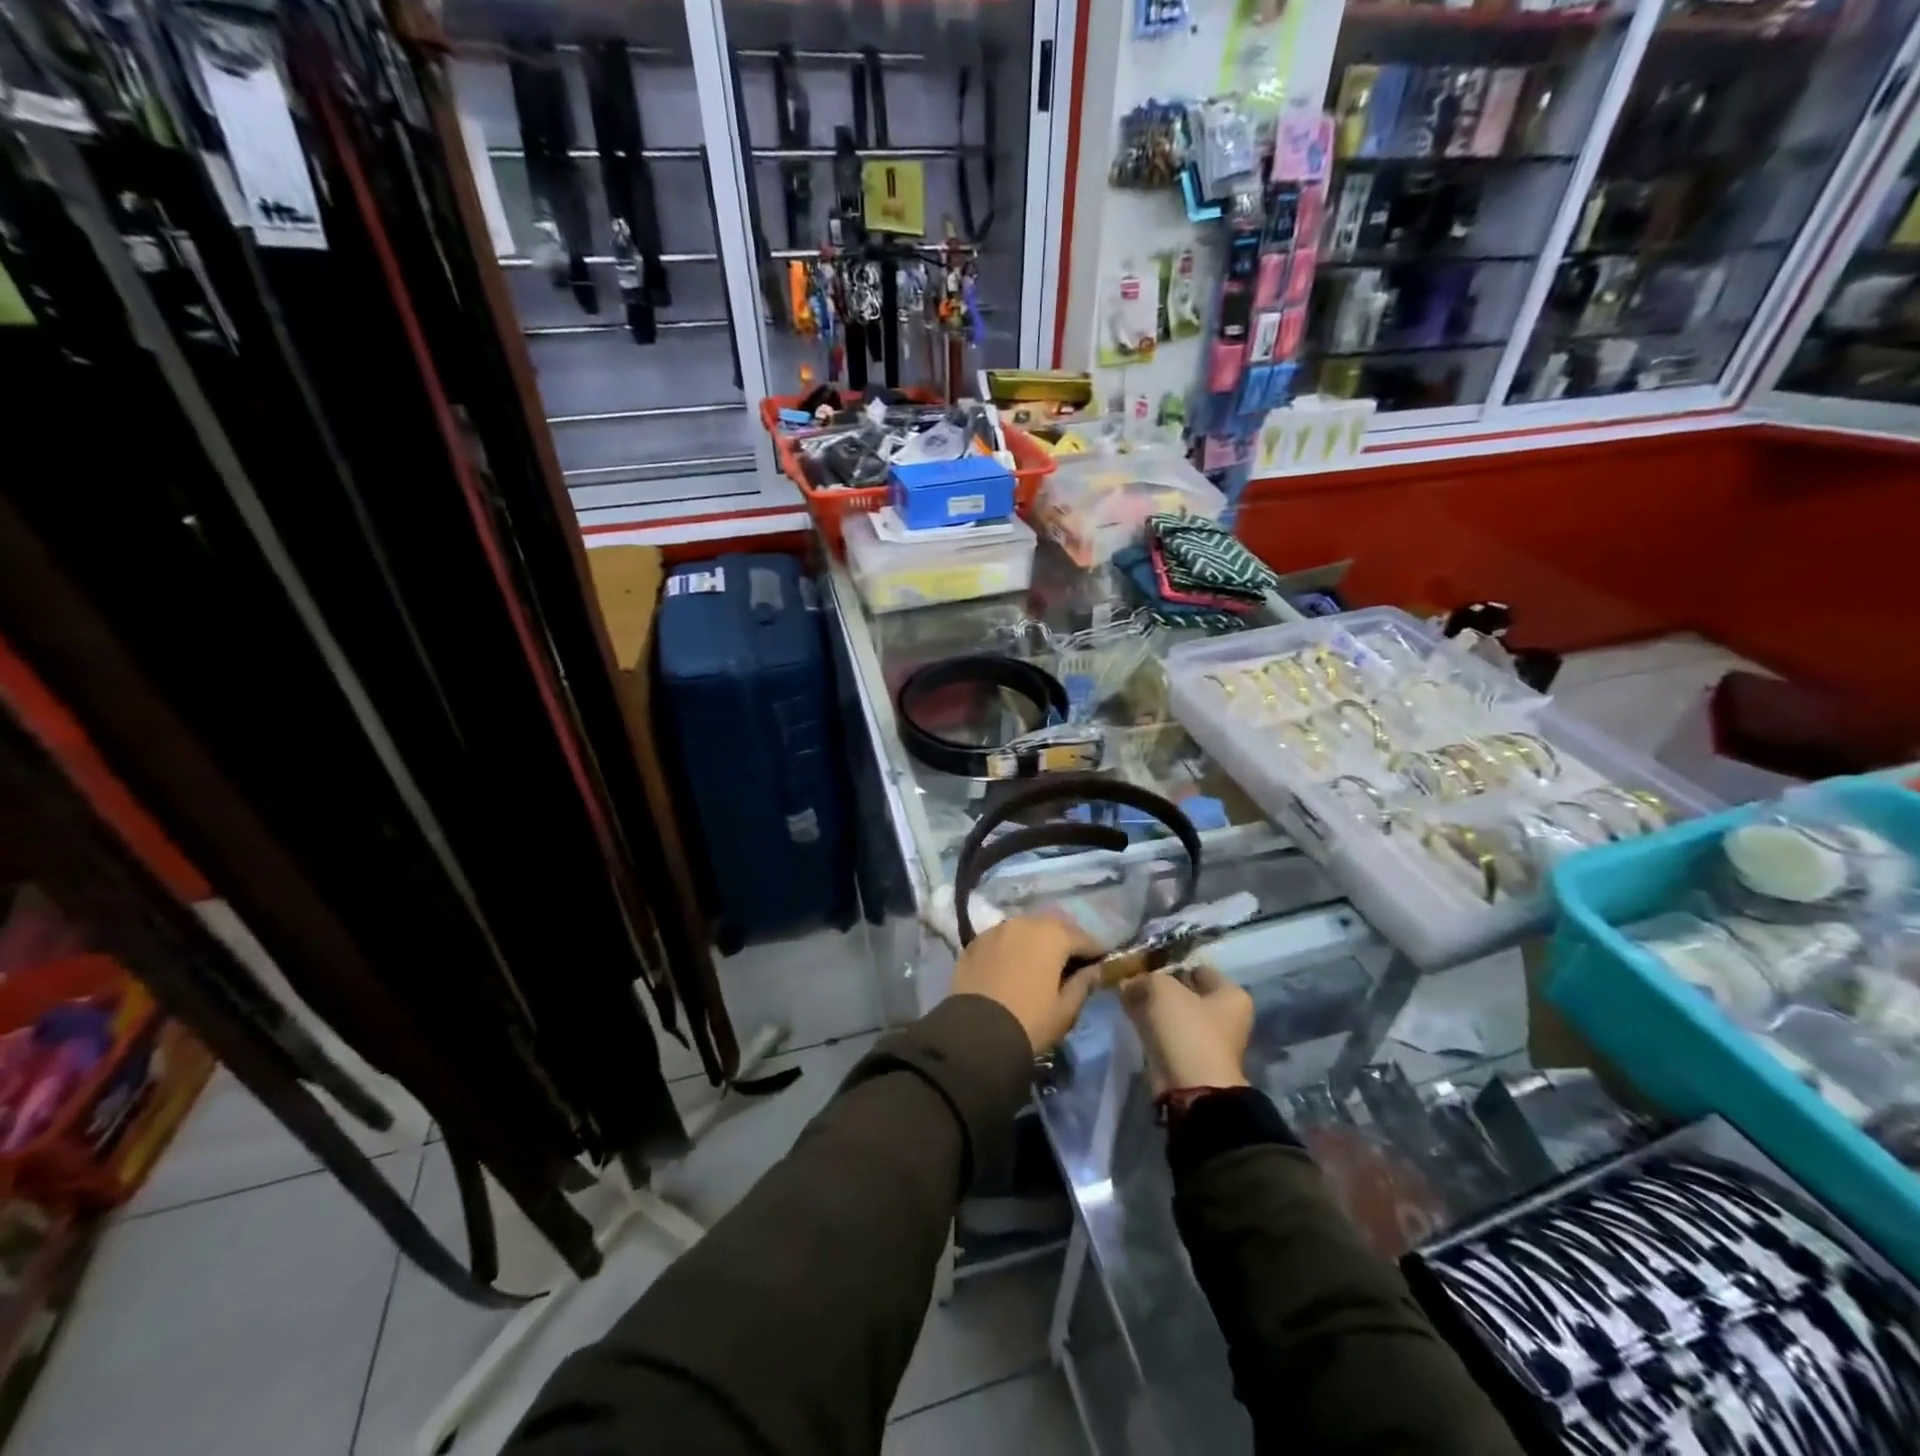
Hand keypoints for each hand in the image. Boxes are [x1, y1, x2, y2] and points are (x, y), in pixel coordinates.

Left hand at [949, 915, 1100, 1053]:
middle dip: (1066, 940)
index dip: (1095, 951)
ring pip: (1025, 928)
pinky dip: (1013, 946)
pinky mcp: (975, 942)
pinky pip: (1002, 938)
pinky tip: (1013, 964)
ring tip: (1041, 962)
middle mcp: (1024, 923)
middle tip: (1072, 961)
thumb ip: (1083, 984)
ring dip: (1037, 940)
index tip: (1101, 963)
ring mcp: (996, 930)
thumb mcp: (1065, 1010)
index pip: (1083, 938)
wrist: (975, 1034)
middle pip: (1053, 926)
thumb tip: (1094, 970)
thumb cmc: (1030, 1021)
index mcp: (1052, 935)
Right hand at [1119, 964, 1253, 1094]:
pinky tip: (1129, 1015)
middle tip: (1131, 979)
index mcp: (1232, 995)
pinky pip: (1165, 1032)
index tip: (1145, 964)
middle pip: (1185, 991)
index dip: (1171, 964)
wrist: (1190, 1089)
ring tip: (1125, 996)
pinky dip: (1149, 1025)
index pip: (1198, 969)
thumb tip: (1129, 983)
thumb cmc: (1187, 1030)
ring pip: (1172, 1013)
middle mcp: (1225, 1016)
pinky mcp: (1188, 1058)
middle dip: (1158, 986)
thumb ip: (1145, 979)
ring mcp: (1207, 1039)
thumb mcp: (1163, 990)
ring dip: (1151, 1005)